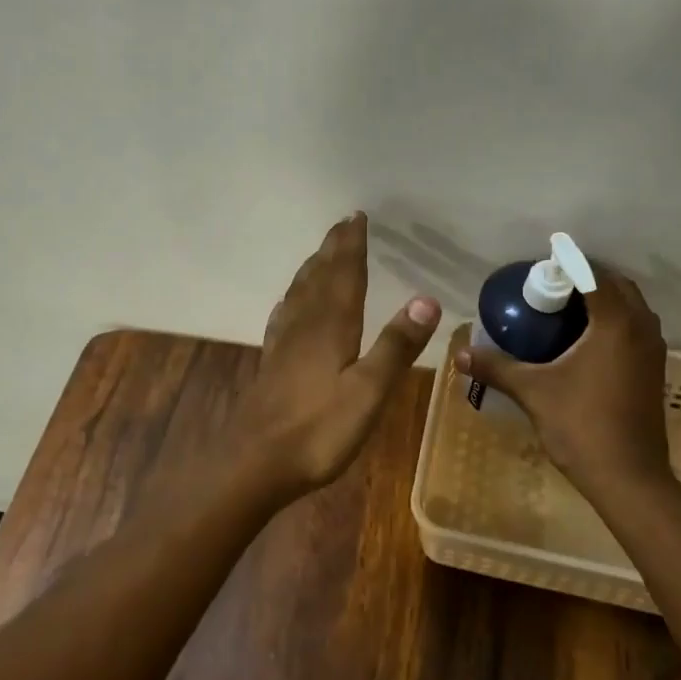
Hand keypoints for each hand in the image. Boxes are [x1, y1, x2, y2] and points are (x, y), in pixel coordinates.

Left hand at [224, 213, 440, 506]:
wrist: (254, 463)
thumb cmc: (318, 430)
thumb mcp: (368, 391)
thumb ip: (396, 346)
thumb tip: (426, 298)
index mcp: (331, 326)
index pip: (344, 274)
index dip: (351, 245)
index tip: (357, 216)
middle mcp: (305, 326)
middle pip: (320, 276)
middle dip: (333, 249)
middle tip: (343, 224)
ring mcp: (284, 345)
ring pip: (300, 294)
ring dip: (313, 269)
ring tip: (321, 254)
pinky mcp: (272, 364)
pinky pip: (284, 318)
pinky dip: (292, 300)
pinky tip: (289, 305)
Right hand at [456, 270, 672, 497]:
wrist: (629, 478)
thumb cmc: (582, 426)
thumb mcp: (533, 392)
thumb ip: (496, 367)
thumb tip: (459, 353)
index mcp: (616, 324)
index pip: (595, 276)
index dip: (569, 265)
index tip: (541, 266)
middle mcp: (641, 329)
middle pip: (617, 286)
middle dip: (587, 278)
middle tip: (550, 286)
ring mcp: (653, 351)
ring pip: (632, 308)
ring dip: (604, 299)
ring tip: (566, 308)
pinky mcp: (654, 371)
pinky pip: (635, 329)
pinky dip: (614, 321)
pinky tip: (585, 340)